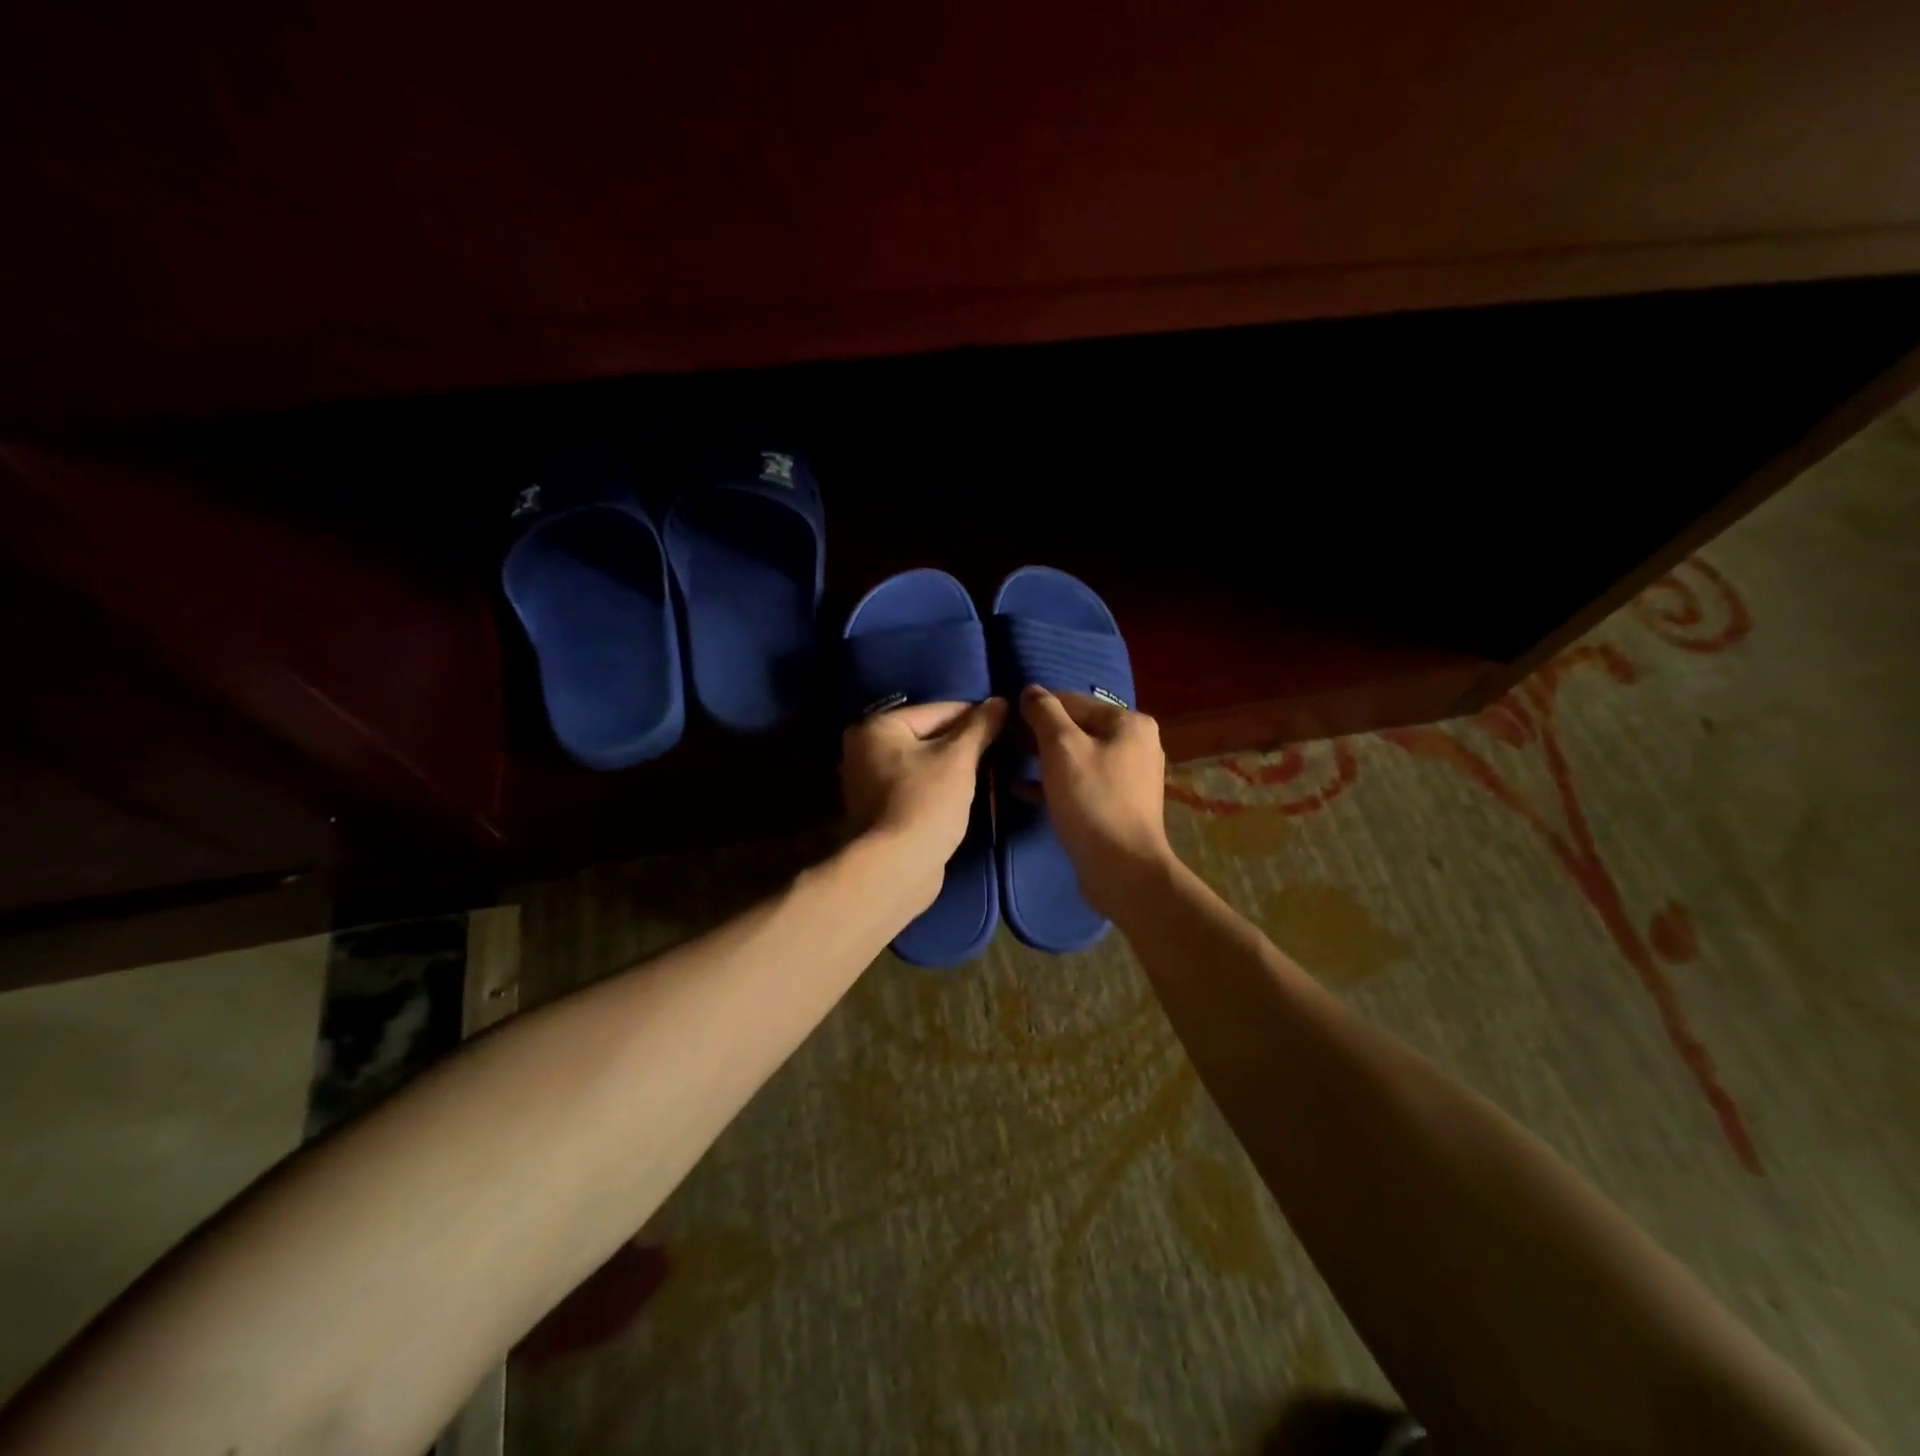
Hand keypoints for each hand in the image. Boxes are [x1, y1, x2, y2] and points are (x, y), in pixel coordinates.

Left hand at [841, 698, 1006, 898]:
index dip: (976, 717)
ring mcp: (870, 782)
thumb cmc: (926, 803)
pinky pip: (919, 786)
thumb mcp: (959, 759)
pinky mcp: (881, 811)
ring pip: (925, 763)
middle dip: (965, 744)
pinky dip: (941, 788)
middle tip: (1002, 750)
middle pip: (929, 736)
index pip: (938, 710)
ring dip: (955, 767)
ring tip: (991, 771)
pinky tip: (967, 793)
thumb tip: (1000, 701)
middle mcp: (865, 749)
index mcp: (878, 727)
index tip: (1008, 725)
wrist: (897, 868)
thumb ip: (981, 727)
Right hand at [1020, 686, 1172, 916]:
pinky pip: (1080, 783)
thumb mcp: (1062, 748)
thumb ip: (1044, 713)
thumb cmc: (1092, 800)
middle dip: (1038, 734)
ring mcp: (1128, 777)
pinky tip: (1020, 789)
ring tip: (1008, 761)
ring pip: (1076, 757)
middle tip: (1004, 742)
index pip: (1073, 701)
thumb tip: (1030, 690)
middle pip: (1077, 728)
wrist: (1123, 869)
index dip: (1036, 707)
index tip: (1004, 717)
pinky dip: (1053, 783)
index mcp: (1129, 722)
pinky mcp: (1117, 804)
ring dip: (1042, 759)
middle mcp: (1135, 744)